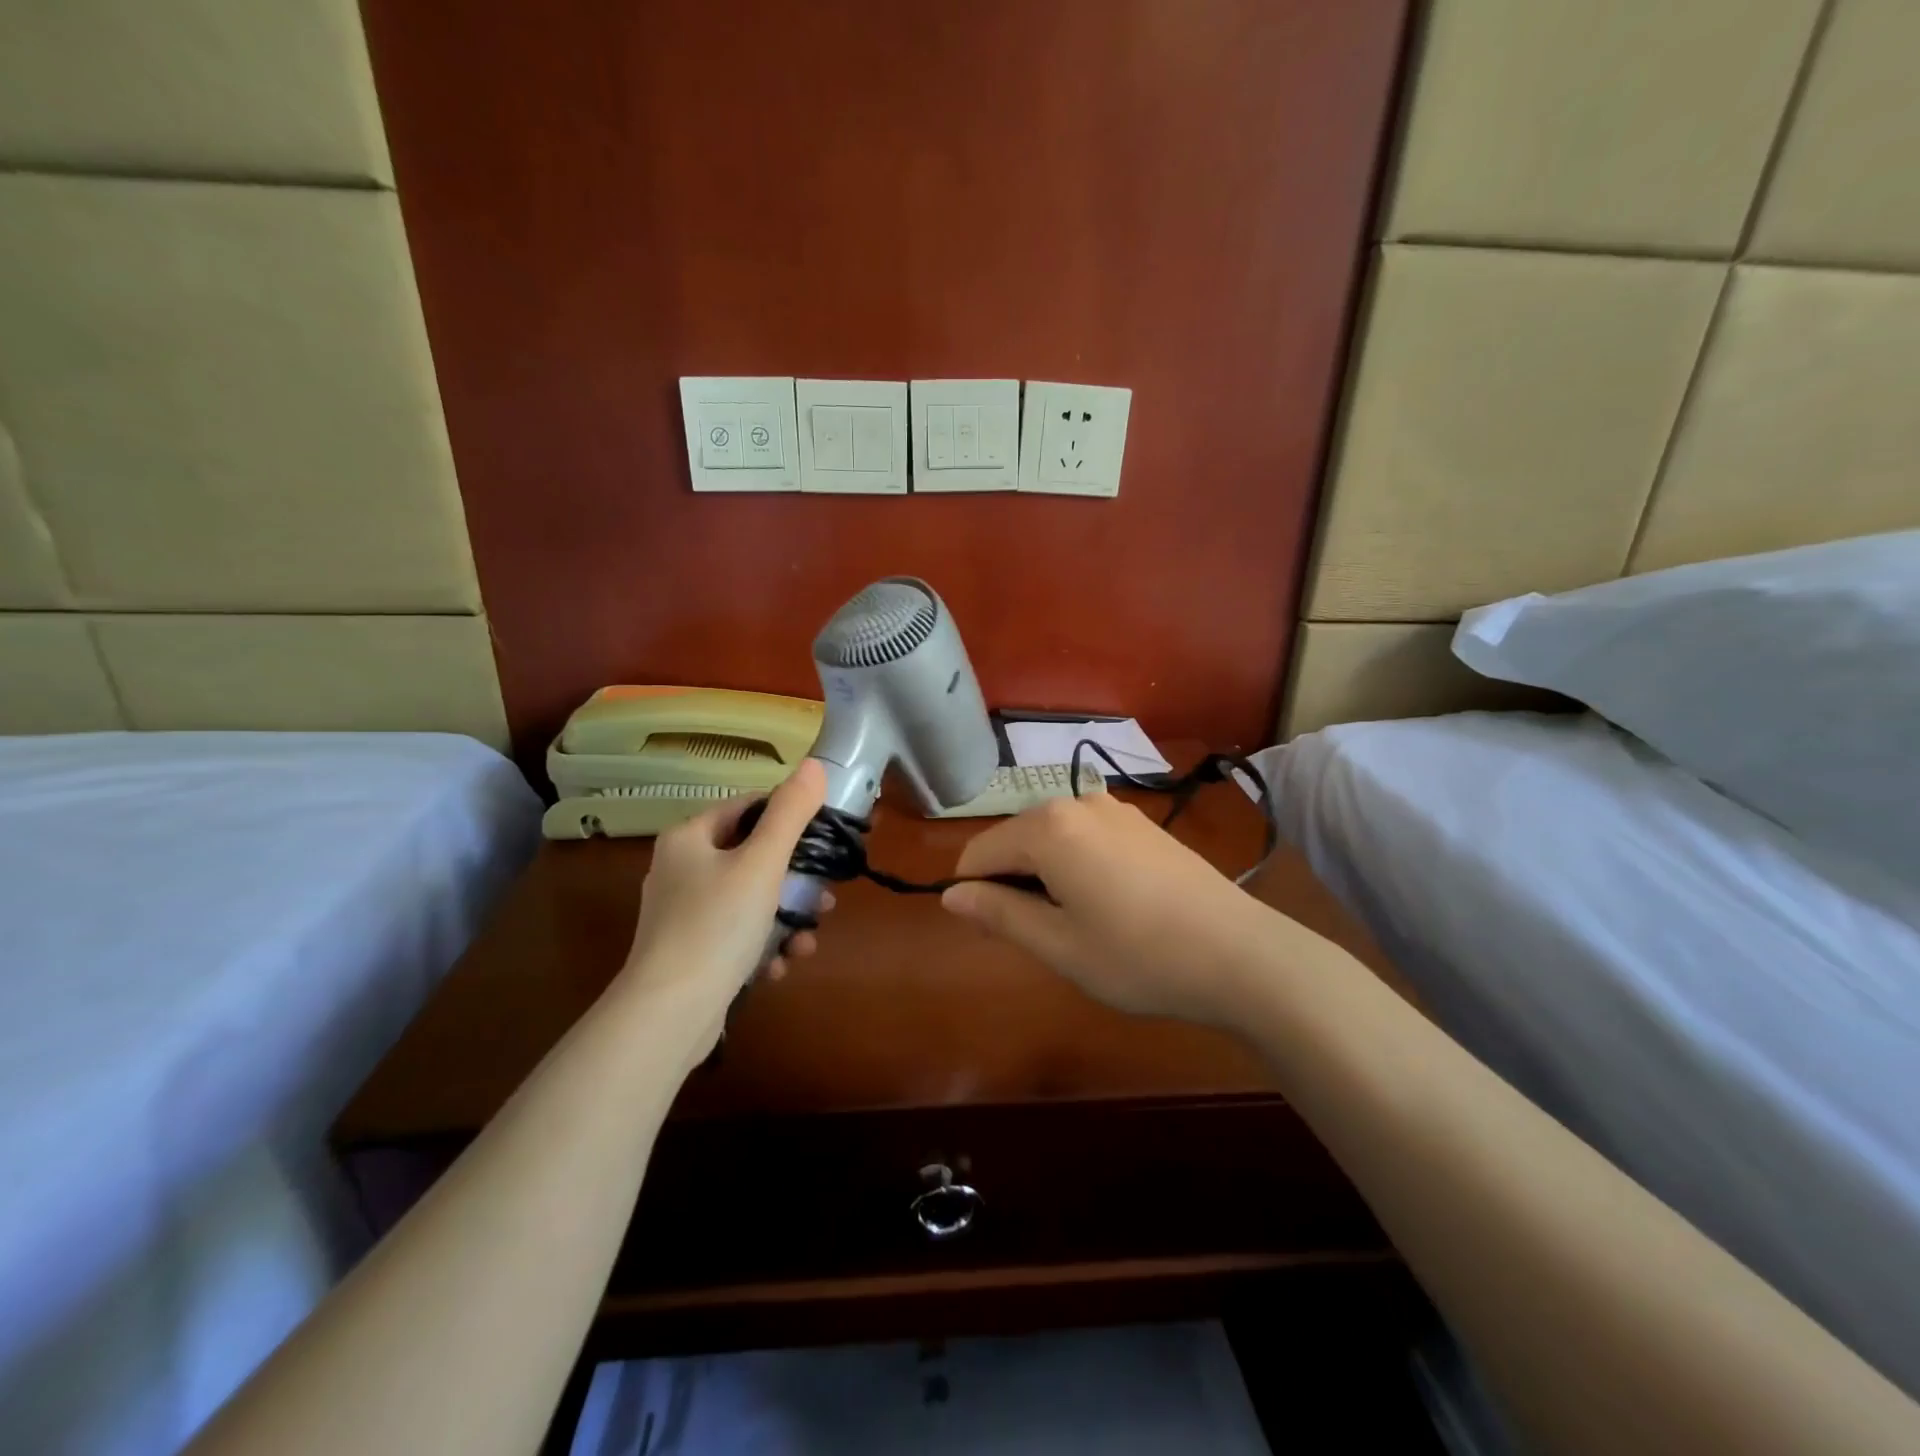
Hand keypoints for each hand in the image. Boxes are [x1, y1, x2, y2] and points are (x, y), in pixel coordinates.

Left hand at [620, 759, 828, 1039]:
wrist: (668, 1015)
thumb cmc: (717, 926)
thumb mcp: (762, 864)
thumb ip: (791, 813)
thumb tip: (815, 764)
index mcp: (689, 838)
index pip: (748, 809)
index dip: (789, 819)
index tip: (824, 840)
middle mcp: (680, 869)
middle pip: (753, 858)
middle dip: (794, 880)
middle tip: (824, 899)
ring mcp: (683, 914)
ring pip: (749, 901)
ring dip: (785, 918)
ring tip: (807, 940)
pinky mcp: (690, 952)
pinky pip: (736, 935)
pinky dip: (762, 946)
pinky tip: (779, 966)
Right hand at [941, 793, 1269, 1025]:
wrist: (1241, 954)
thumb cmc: (1138, 956)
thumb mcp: (1058, 945)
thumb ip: (998, 913)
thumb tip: (951, 895)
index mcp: (1047, 827)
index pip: (979, 852)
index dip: (973, 894)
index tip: (994, 935)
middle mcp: (1077, 802)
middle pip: (1015, 839)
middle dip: (1012, 883)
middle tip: (1043, 937)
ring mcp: (1114, 809)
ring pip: (1051, 837)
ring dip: (1045, 875)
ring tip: (1079, 924)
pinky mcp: (1142, 823)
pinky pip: (1085, 836)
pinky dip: (1076, 865)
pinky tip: (1110, 904)